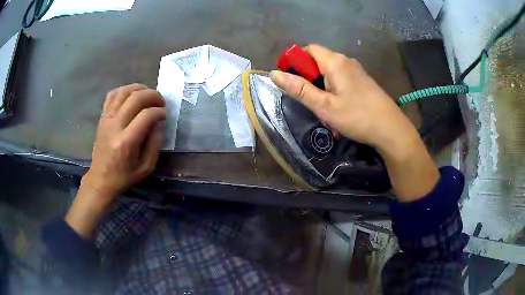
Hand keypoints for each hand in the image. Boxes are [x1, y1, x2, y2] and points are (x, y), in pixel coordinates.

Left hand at [66, 84, 165, 237]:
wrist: (101, 178)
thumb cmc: (124, 176)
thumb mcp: (146, 167)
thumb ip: (155, 143)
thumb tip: (159, 122)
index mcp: (126, 142)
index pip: (146, 115)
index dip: (159, 111)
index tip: (164, 115)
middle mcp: (115, 126)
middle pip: (135, 98)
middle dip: (152, 95)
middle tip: (160, 101)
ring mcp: (106, 119)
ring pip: (123, 92)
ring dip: (139, 88)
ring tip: (148, 94)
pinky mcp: (102, 117)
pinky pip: (112, 95)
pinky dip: (124, 90)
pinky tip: (131, 94)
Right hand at [270, 44, 438, 200]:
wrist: (391, 129)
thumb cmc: (357, 116)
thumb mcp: (324, 106)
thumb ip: (299, 89)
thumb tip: (274, 74)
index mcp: (335, 62)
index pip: (309, 49)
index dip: (295, 60)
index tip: (291, 80)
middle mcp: (346, 60)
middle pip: (319, 59)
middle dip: (308, 76)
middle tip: (308, 99)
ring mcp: (356, 70)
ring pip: (329, 70)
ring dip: (320, 84)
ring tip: (322, 106)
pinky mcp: (362, 80)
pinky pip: (341, 78)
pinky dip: (332, 88)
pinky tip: (337, 106)